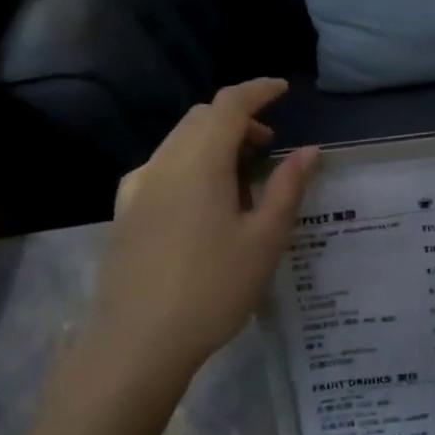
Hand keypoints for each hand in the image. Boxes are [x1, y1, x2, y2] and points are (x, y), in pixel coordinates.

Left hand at [78, 80, 318, 393]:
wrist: (137, 344)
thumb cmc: (213, 289)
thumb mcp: (264, 239)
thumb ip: (287, 188)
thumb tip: (309, 151)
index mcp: (199, 163)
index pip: (229, 105)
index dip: (258, 91)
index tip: (283, 90)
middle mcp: (163, 164)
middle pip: (201, 118)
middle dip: (238, 119)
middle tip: (268, 147)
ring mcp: (137, 188)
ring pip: (179, 140)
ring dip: (213, 141)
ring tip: (242, 178)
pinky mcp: (125, 212)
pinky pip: (162, 166)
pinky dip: (190, 162)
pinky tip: (202, 200)